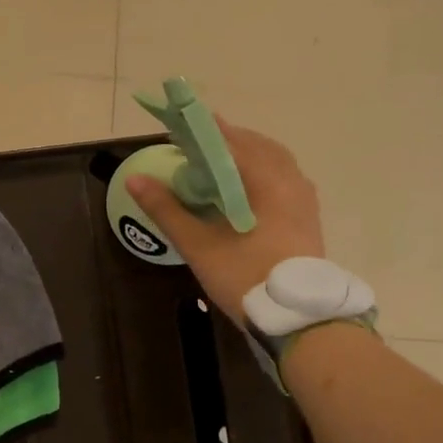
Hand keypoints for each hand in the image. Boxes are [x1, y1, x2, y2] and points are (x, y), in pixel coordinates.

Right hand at [128, 122, 325, 325]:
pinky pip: (285, 179)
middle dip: (228, 140)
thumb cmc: (246, 276)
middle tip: (198, 144)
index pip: (231, 141)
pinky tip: (246, 189)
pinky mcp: (308, 218)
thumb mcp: (198, 245)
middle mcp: (290, 181)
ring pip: (276, 162)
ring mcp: (304, 200)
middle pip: (258, 146)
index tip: (181, 124)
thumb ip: (167, 209)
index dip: (204, 130)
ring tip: (220, 162)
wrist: (299, 318)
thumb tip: (135, 179)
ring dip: (248, 155)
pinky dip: (262, 172)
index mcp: (265, 181)